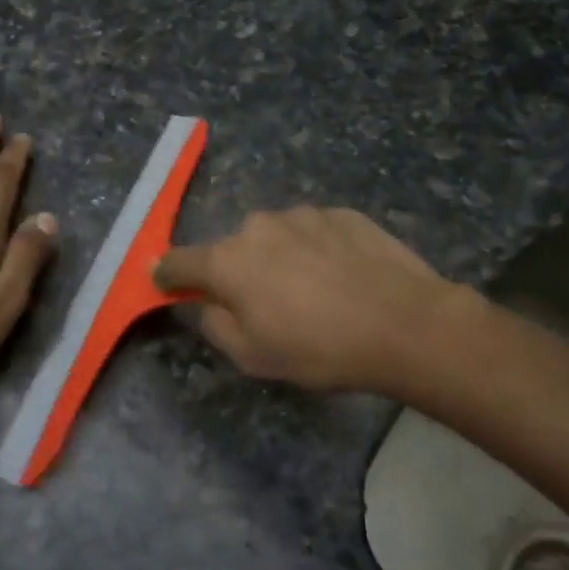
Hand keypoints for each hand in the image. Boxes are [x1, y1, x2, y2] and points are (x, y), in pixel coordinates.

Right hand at [154, 207, 457, 393]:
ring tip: (313, 291)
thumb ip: (216, 325)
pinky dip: (317, 250)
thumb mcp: (253, 356)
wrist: (404, 323)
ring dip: (281, 258)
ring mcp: (303, 215)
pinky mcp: (342, 213)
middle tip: (265, 304)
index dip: (168, 274)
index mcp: (228, 261)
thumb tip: (207, 304)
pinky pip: (314, 232)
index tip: (165, 281)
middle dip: (238, 272)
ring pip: (276, 237)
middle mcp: (258, 227)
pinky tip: (343, 276)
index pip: (179, 261)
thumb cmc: (318, 348)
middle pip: (233, 249)